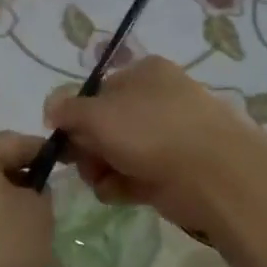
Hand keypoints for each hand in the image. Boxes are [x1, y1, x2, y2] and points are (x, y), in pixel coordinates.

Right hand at [44, 57, 266, 233]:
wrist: (215, 175)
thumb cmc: (151, 132)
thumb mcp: (97, 113)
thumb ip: (66, 109)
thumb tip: (51, 109)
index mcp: (144, 73)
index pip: (96, 92)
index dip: (75, 117)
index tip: (64, 139)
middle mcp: (157, 99)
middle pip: (104, 124)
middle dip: (87, 148)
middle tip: (85, 164)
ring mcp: (168, 136)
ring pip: (117, 153)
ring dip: (101, 170)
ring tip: (104, 181)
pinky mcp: (174, 171)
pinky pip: (134, 176)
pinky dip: (122, 186)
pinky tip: (120, 194)